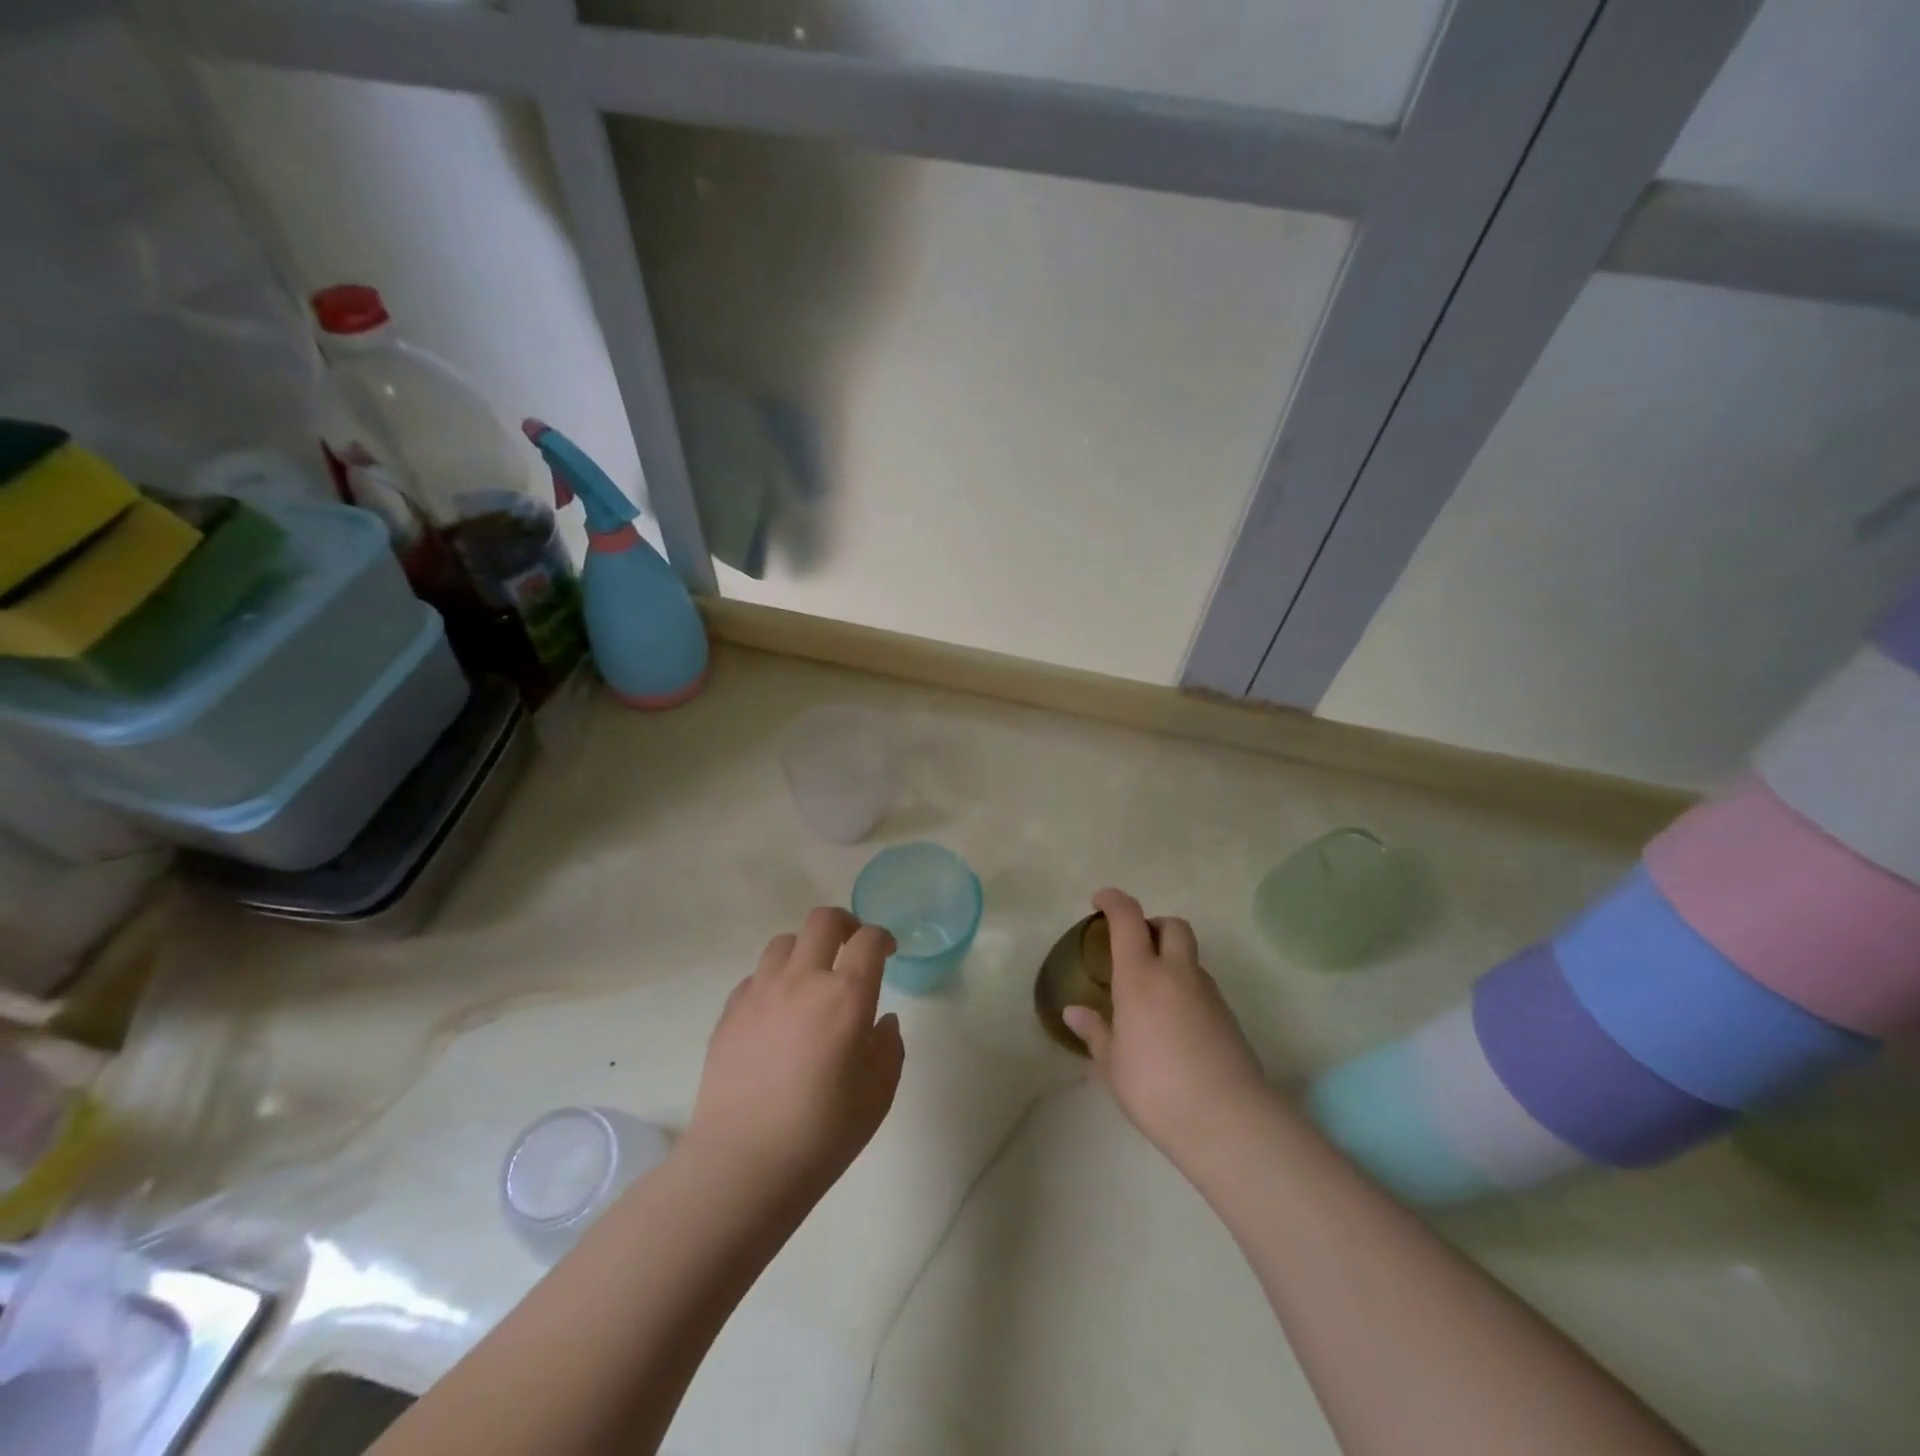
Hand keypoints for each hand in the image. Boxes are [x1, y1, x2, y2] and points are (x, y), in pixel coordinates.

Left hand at [684, 907, 905, 1209]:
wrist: (743, 1165)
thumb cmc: (822, 1134)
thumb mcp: (878, 1095)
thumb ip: (889, 1049)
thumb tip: (882, 1021)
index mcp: (845, 996)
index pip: (869, 941)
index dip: (883, 938)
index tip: (888, 951)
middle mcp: (802, 980)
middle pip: (823, 920)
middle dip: (845, 923)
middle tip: (852, 946)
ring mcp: (760, 992)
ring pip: (785, 942)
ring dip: (806, 949)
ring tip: (812, 976)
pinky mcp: (730, 1011)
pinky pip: (756, 976)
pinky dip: (774, 980)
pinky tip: (778, 1011)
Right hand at [1063, 888, 1271, 1170]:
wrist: (1228, 1120)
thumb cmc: (1155, 1087)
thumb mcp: (1113, 1064)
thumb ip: (1095, 1032)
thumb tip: (1074, 1012)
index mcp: (1140, 976)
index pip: (1128, 919)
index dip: (1114, 901)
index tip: (1100, 901)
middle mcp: (1176, 974)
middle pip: (1173, 926)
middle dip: (1154, 925)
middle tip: (1135, 946)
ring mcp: (1208, 994)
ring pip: (1191, 958)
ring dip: (1172, 960)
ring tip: (1153, 995)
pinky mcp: (1229, 1017)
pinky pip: (1203, 987)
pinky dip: (1187, 990)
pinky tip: (1175, 1026)